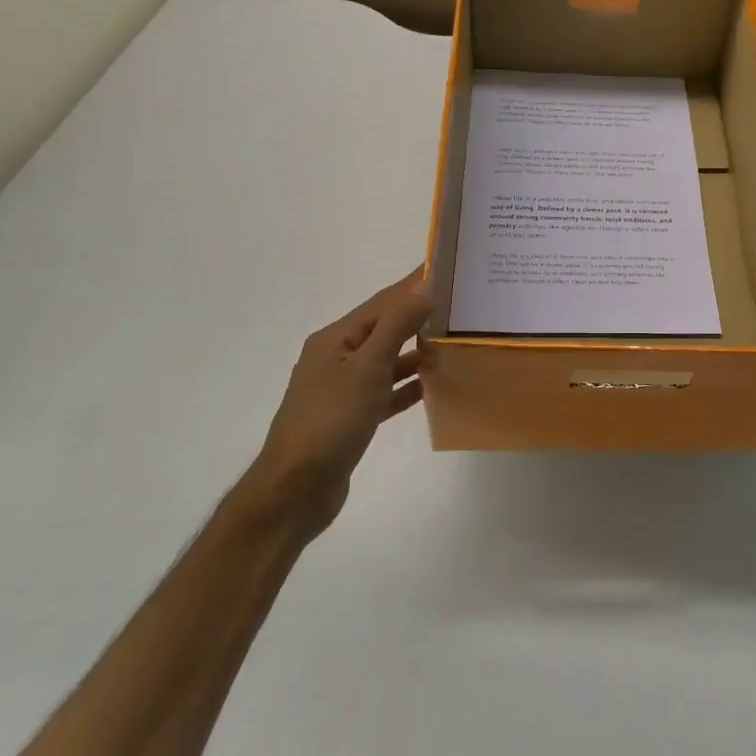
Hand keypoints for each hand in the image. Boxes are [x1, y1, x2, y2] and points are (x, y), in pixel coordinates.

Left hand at [245, 266, 432, 536]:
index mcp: (335, 339)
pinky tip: (434, 383)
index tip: (445, 267)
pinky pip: (386, 391)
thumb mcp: (367, 367)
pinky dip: (408, 385)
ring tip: (453, 340)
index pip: (382, 302)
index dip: (413, 284)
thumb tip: (425, 284)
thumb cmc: (330, 421)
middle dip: (419, 315)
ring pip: (387, 360)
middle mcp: (337, 358)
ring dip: (417, 350)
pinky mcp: (352, 417)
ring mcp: (343, 389)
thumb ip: (397, 325)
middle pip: (385, 328)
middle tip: (459, 303)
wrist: (297, 489)